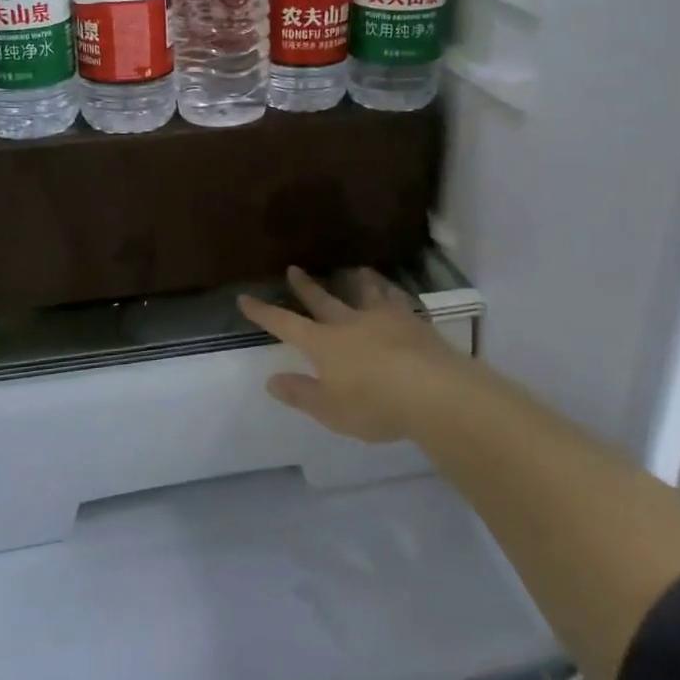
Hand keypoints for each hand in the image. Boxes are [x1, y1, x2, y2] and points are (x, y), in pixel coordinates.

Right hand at [237, 266, 474, 442]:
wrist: (434, 392)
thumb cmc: (375, 405)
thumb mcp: (330, 410)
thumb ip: (301, 394)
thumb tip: (271, 380)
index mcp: (324, 344)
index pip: (285, 324)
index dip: (264, 313)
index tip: (245, 298)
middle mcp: (349, 323)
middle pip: (322, 300)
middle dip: (306, 287)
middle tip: (294, 269)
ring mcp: (383, 318)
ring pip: (366, 294)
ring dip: (358, 282)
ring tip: (357, 270)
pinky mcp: (413, 322)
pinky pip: (398, 301)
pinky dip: (392, 293)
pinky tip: (395, 292)